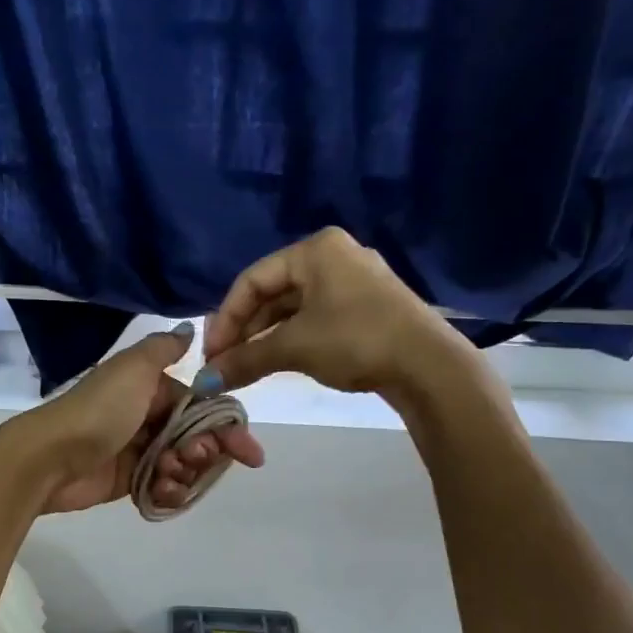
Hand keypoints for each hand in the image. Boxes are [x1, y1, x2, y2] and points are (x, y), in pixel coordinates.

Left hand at [10, 324, 264, 513]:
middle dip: (206, 452)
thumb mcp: (134, 368)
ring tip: (169, 474)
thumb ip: (164, 349)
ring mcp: (139, 451)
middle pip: (197, 438)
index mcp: (152, 388)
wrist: (50, 457)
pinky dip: (169, 491)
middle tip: (195, 458)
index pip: (203, 407)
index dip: (226, 428)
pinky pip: (163, 487)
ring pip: (184, 465)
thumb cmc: (99, 411)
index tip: (245, 451)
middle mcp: (149, 417)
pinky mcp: (129, 481)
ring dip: (187, 473)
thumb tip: (190, 329)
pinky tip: (163, 491)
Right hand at [200, 227, 481, 398]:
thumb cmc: (355, 340)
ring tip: (245, 368)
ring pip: (292, 308)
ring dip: (264, 338)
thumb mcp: (294, 347)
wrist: (428, 366)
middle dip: (244, 331)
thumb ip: (244, 360)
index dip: (225, 319)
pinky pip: (314, 318)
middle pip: (271, 292)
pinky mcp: (365, 307)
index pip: (252, 280)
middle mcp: (333, 256)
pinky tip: (276, 362)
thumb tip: (204, 383)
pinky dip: (290, 339)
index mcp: (315, 249)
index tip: (211, 355)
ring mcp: (352, 281)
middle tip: (224, 364)